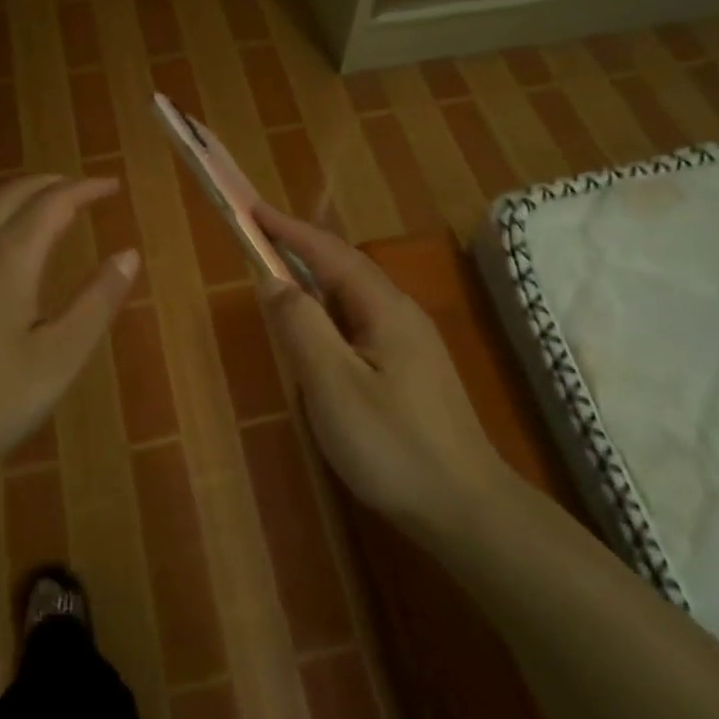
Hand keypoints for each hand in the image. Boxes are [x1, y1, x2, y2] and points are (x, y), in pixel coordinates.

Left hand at [0, 175, 138, 494]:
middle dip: (49, 184)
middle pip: (10, 194)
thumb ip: (96, 302)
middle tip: (79, 188)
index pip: (54, 203)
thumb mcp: (57, 359)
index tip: (112, 185)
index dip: (86, 189)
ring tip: (39, 215)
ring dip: (14, 202)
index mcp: (9, 258)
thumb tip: (128, 254)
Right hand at [254, 204, 511, 532]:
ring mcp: (412, 345)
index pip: (331, 254)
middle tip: (261, 241)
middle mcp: (402, 315)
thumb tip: (274, 281)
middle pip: (346, 270)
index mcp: (385, 309)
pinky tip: (319, 339)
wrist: (464, 507)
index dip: (290, 230)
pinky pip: (361, 326)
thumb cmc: (392, 444)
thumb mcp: (333, 384)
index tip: (254, 210)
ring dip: (316, 283)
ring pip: (355, 300)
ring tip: (281, 281)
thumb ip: (301, 326)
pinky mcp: (412, 372)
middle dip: (303, 250)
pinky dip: (330, 316)